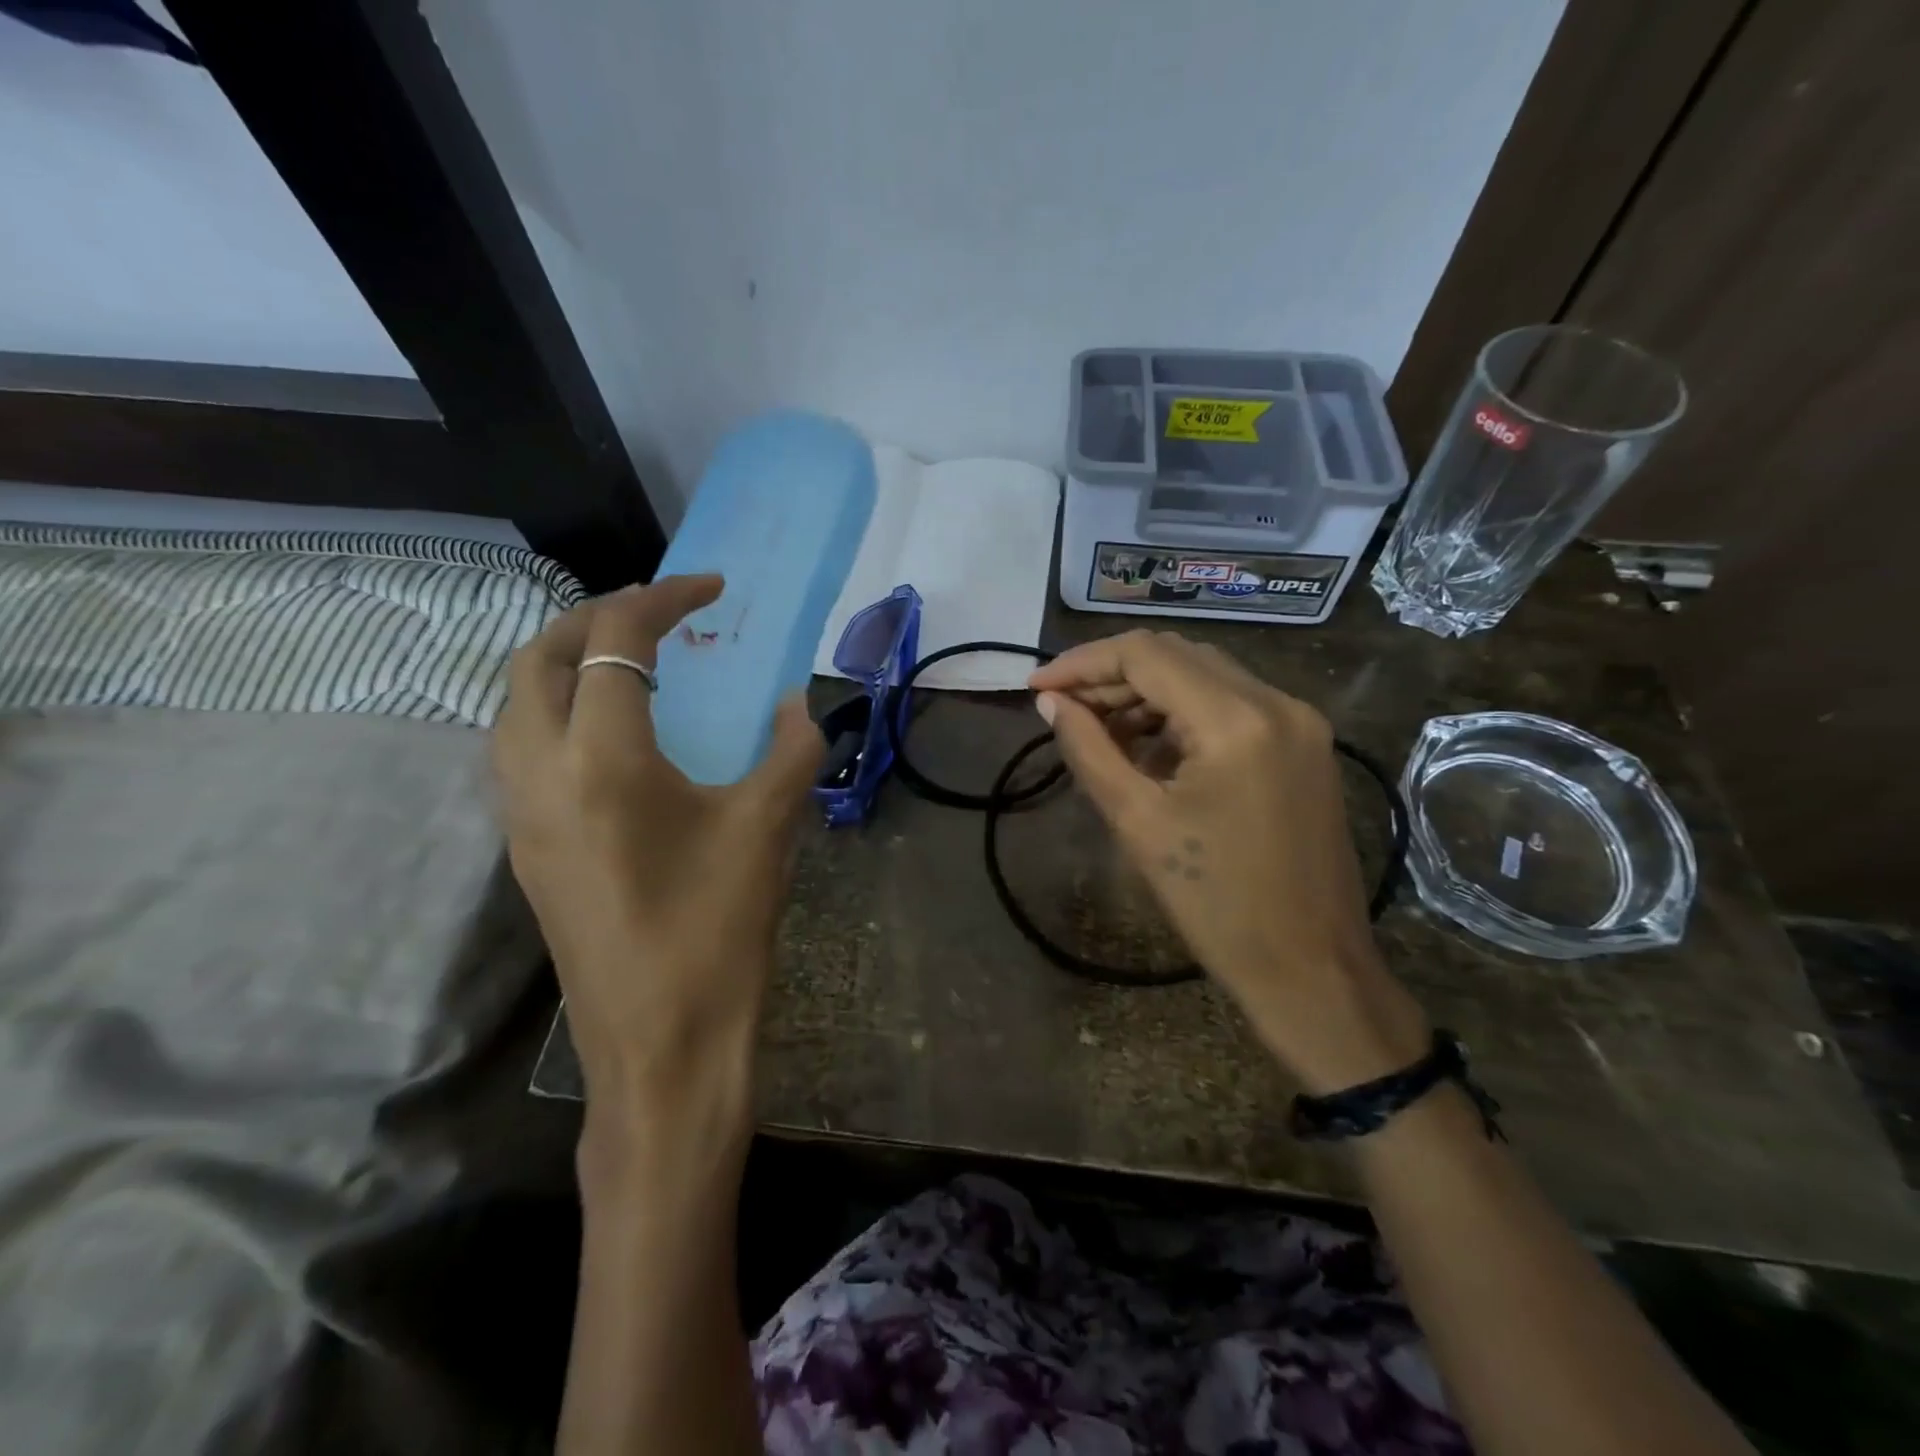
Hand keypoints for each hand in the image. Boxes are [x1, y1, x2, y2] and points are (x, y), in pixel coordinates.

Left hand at [492, 576, 823, 1105]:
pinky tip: (615, 734)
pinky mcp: (525, 849)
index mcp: (601, 759)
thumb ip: (791, 750)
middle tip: (663, 615)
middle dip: (597, 617)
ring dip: (567, 661)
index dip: (663, 598)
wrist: (662, 1047)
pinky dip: (559, 709)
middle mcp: (540, 773)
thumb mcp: (767, 829)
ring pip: (517, 702)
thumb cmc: (717, 932)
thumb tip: (796, 703)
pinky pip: (521, 748)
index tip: (713, 589)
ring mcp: (521, 815)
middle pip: (538, 657)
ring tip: (633, 661)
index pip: (614, 641)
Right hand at [1030, 631, 1428, 1092]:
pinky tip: (1148, 745)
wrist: (1311, 969)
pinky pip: (1232, 704)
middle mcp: (1276, 701)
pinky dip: (1183, 713)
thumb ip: (1088, 749)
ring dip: (1146, 692)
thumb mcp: (1137, 822)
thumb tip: (1051, 703)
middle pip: (1177, 656)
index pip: (1146, 655)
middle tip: (1063, 708)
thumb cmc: (1216, 905)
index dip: (1082, 663)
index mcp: (1236, 720)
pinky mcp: (1305, 744)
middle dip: (1111, 675)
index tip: (1037, 687)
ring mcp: (1299, 721)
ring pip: (1205, 675)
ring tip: (1098, 729)